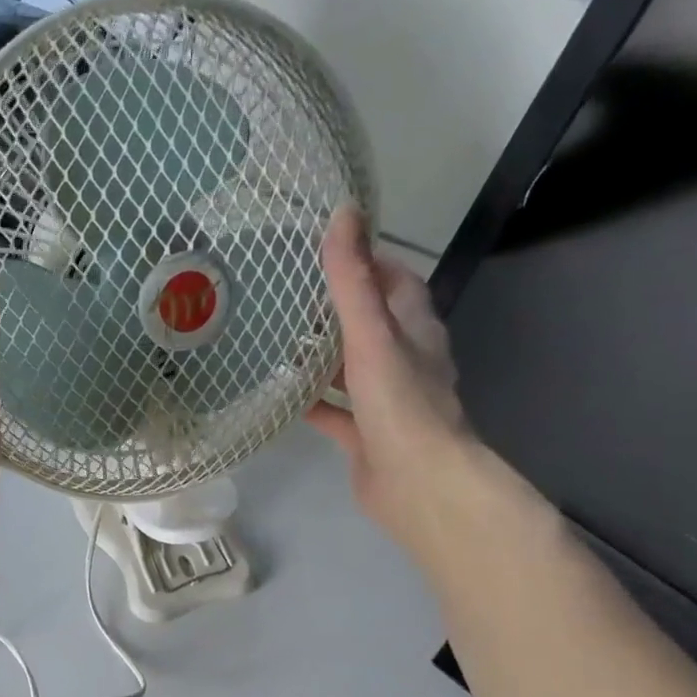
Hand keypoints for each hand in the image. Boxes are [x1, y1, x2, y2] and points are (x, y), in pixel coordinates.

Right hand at [306, 206, 472, 548]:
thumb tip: (343, 213)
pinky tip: (282, 398)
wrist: (416, 482)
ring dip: (324, 357)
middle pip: (372, 325)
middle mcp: (405, 362)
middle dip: (338, 310)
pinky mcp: (367, 436)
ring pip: (352, 370)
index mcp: (415, 331)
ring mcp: (386, 401)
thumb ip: (353, 280)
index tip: (329, 252)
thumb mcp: (371, 334)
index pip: (397, 282)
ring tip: (279, 341)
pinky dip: (313, 403)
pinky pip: (336, 412)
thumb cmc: (399, 403)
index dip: (370, 262)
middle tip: (291, 297)